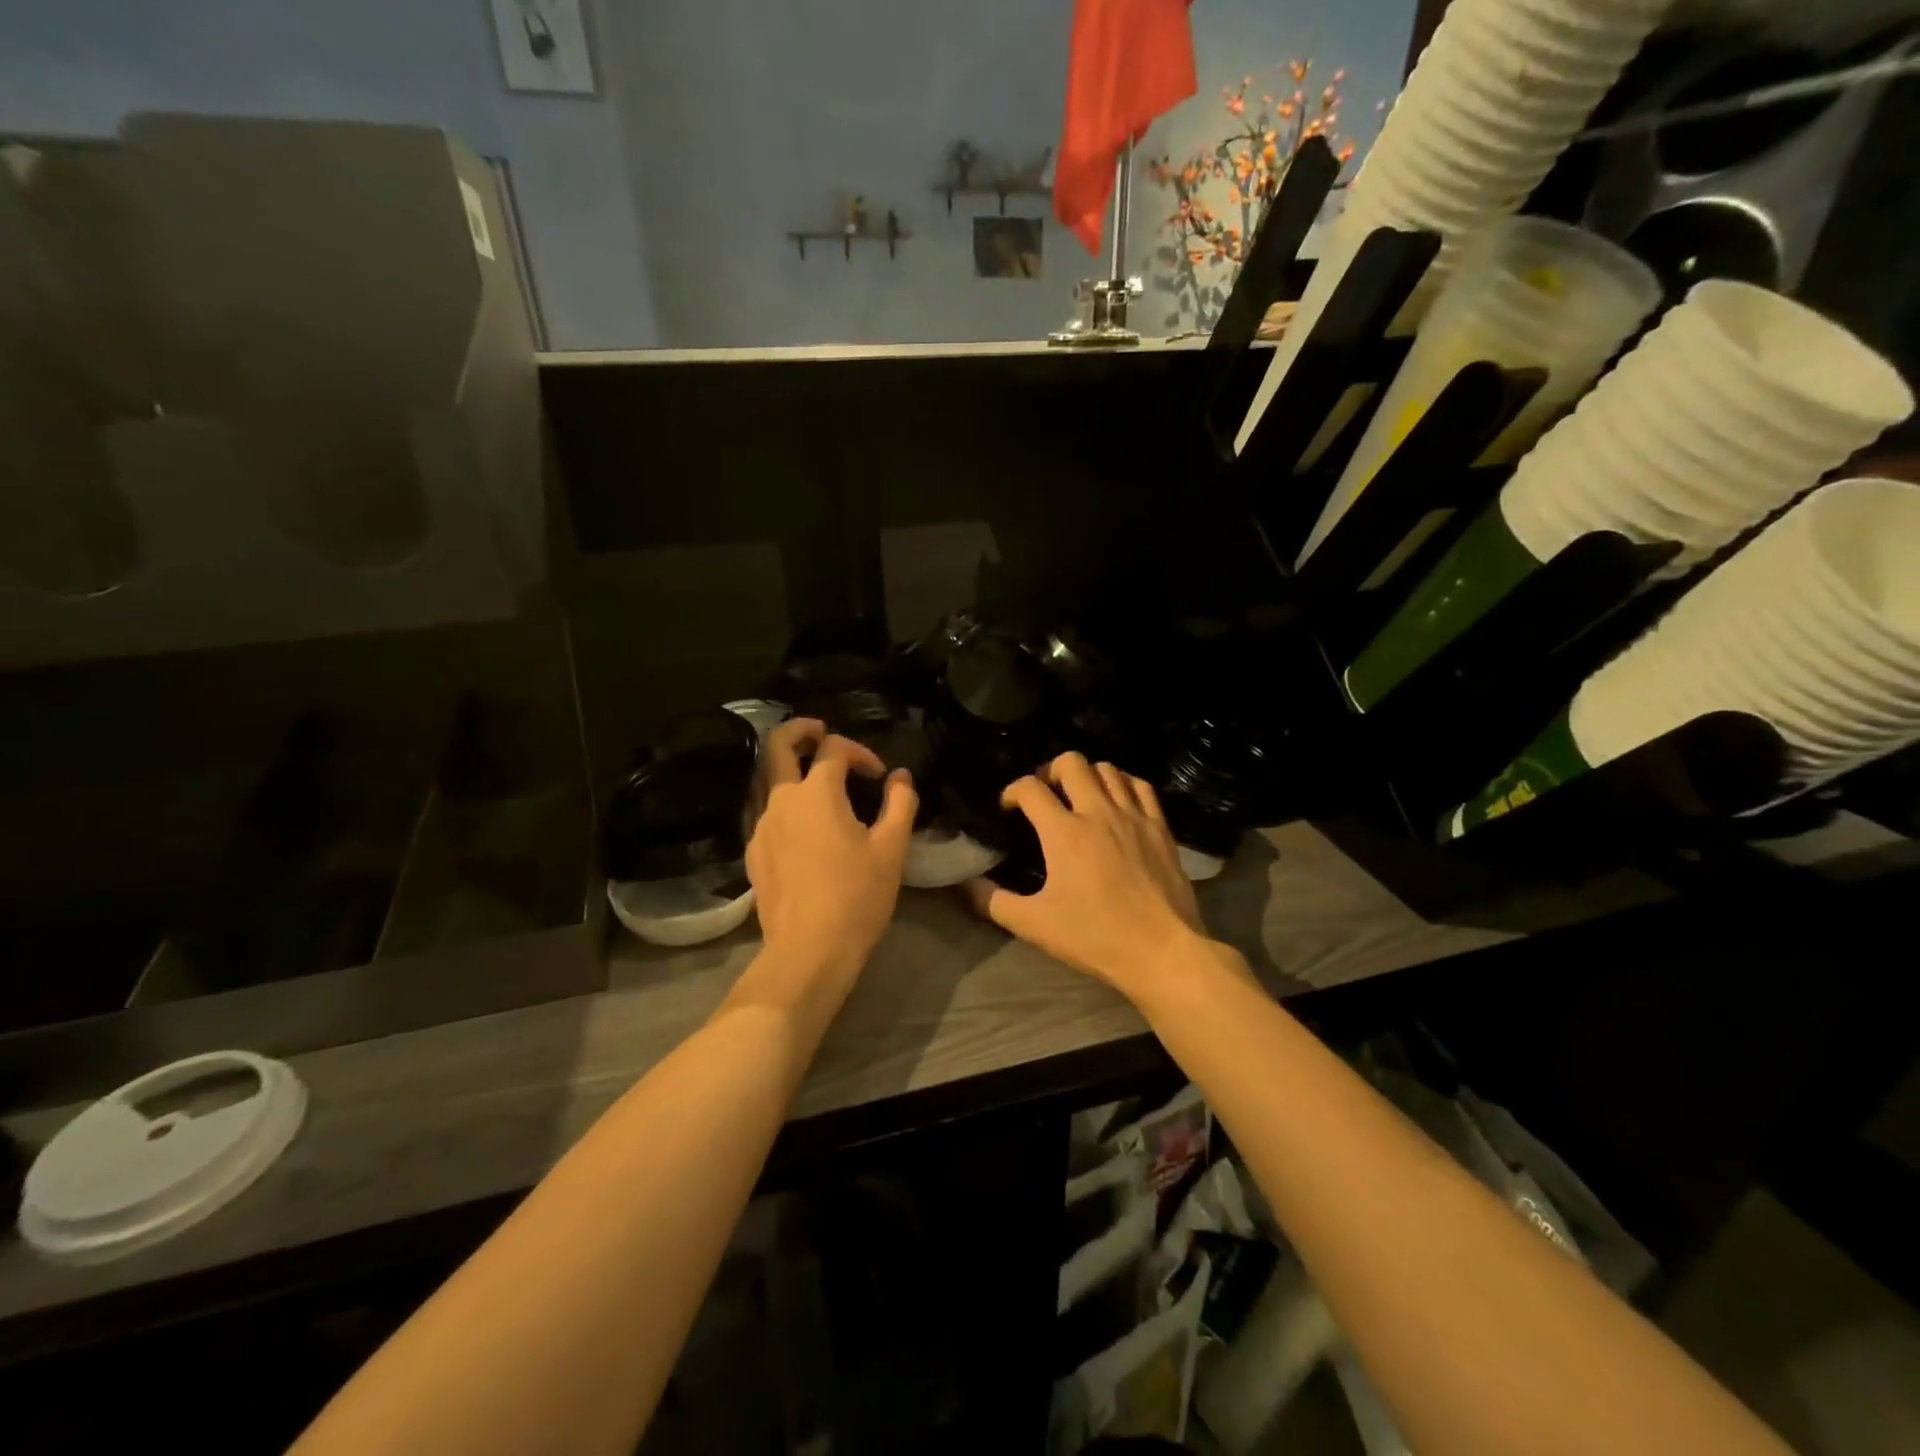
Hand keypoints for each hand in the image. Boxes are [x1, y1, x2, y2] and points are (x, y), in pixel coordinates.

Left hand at [746, 719, 916, 975]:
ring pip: (767, 779)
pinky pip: (764, 812)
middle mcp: (781, 800)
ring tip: (816, 782)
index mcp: (817, 793)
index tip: (880, 775)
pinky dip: (783, 803)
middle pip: (778, 745)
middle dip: (801, 730)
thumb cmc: (857, 896)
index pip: (834, 748)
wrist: (808, 951)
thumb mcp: (891, 849)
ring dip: (790, 768)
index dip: (860, 751)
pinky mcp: (753, 852)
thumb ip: (900, 803)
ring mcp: (761, 827)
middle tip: (821, 732)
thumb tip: (901, 777)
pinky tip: (803, 826)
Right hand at [967, 751, 1204, 998]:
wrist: (1161, 951)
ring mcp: (1133, 816)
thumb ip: (993, 901)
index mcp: (1064, 832)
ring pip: (1108, 769)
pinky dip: (1125, 784)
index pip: (1030, 788)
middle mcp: (1098, 812)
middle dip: (1050, 770)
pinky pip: (1142, 787)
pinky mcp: (1160, 828)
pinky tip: (1118, 801)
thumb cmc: (1094, 936)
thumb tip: (966, 885)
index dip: (1012, 791)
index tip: (1008, 807)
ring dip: (1088, 775)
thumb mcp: (1034, 924)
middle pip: (1071, 763)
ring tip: (1080, 796)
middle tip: (1045, 794)